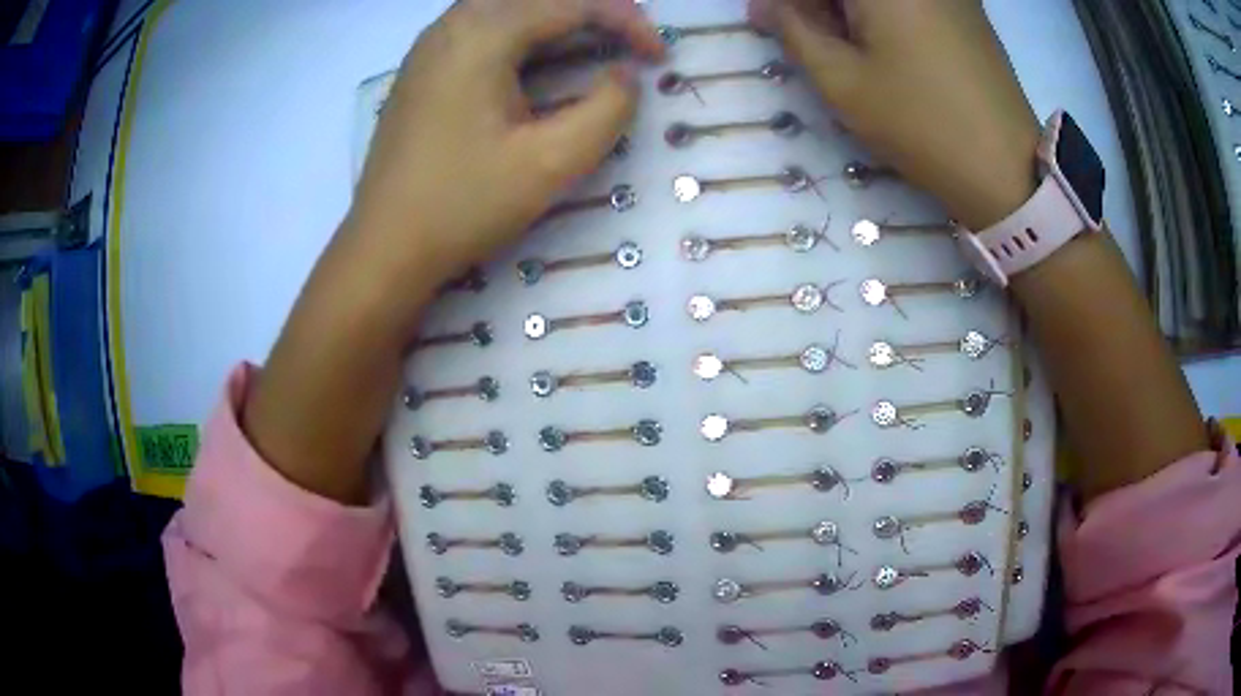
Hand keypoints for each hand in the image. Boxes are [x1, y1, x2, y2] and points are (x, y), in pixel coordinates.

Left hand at [348, 0, 664, 295]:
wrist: (384, 247)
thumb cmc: (463, 205)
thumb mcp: (551, 163)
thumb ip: (607, 110)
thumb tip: (625, 76)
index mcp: (482, 34)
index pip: (571, 4)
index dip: (627, 21)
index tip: (660, 56)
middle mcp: (452, 24)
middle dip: (594, 11)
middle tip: (630, 42)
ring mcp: (430, 44)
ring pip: (509, 7)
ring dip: (558, 20)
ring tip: (595, 47)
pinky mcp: (422, 68)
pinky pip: (483, 27)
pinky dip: (525, 33)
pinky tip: (540, 61)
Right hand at [752, 0, 1040, 229]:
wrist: (1006, 169)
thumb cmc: (920, 123)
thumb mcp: (843, 81)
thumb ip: (796, 31)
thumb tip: (768, 7)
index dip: (786, 2)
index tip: (766, 19)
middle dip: (818, 5)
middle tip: (800, 34)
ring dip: (848, 11)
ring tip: (838, 43)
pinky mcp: (966, 10)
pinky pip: (911, 2)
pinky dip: (883, 13)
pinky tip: (878, 42)